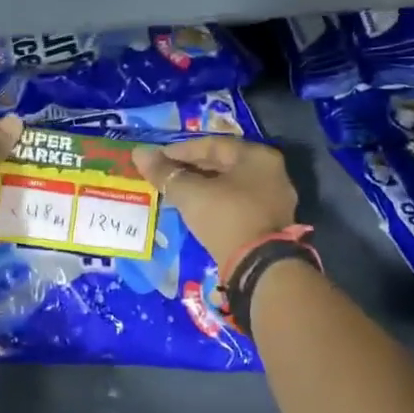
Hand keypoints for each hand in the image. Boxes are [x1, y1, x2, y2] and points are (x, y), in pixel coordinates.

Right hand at [135, 136, 297, 266]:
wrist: (259, 268)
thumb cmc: (226, 218)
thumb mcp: (190, 194)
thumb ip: (165, 173)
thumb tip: (139, 153)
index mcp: (257, 156)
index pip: (212, 144)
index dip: (179, 150)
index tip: (156, 159)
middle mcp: (271, 172)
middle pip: (223, 163)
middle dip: (190, 168)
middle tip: (163, 175)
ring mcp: (274, 199)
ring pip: (229, 185)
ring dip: (201, 186)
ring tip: (175, 192)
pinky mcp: (270, 223)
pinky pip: (236, 203)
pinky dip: (215, 202)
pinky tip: (195, 209)